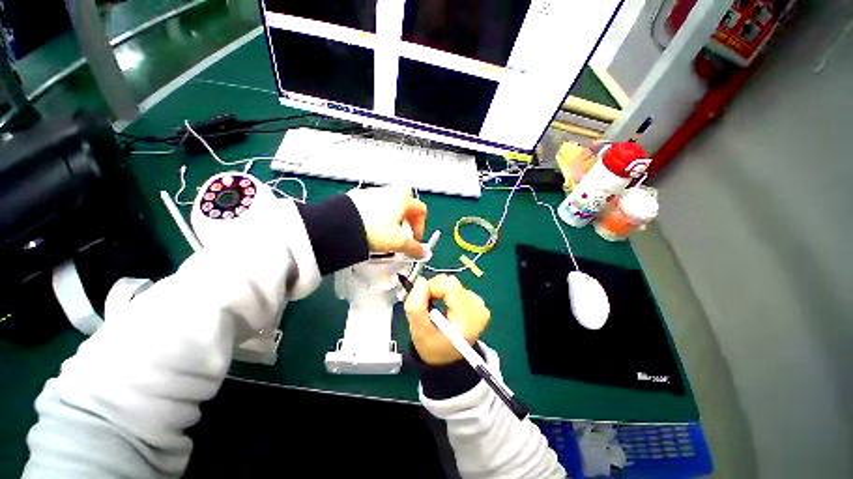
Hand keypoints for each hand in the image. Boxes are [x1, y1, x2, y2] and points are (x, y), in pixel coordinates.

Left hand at [347, 187, 427, 257]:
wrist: (339, 226)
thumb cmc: (372, 230)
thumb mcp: (398, 242)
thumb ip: (415, 248)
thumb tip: (423, 252)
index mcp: (402, 199)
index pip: (421, 210)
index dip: (421, 226)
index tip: (414, 240)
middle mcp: (389, 192)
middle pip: (405, 204)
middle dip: (406, 219)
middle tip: (401, 234)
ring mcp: (372, 193)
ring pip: (389, 205)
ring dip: (391, 218)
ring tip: (384, 234)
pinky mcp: (357, 198)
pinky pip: (373, 207)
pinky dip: (375, 217)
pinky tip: (369, 229)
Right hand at [404, 275, 490, 365]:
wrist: (448, 358)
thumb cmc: (433, 348)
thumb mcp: (419, 332)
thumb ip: (415, 305)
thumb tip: (421, 281)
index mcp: (468, 318)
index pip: (449, 285)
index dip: (432, 288)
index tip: (424, 302)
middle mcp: (479, 308)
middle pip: (451, 282)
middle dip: (435, 290)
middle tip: (428, 307)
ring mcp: (480, 305)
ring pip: (453, 284)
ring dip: (440, 293)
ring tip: (437, 311)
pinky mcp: (478, 303)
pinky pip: (457, 288)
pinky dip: (447, 295)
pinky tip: (446, 309)